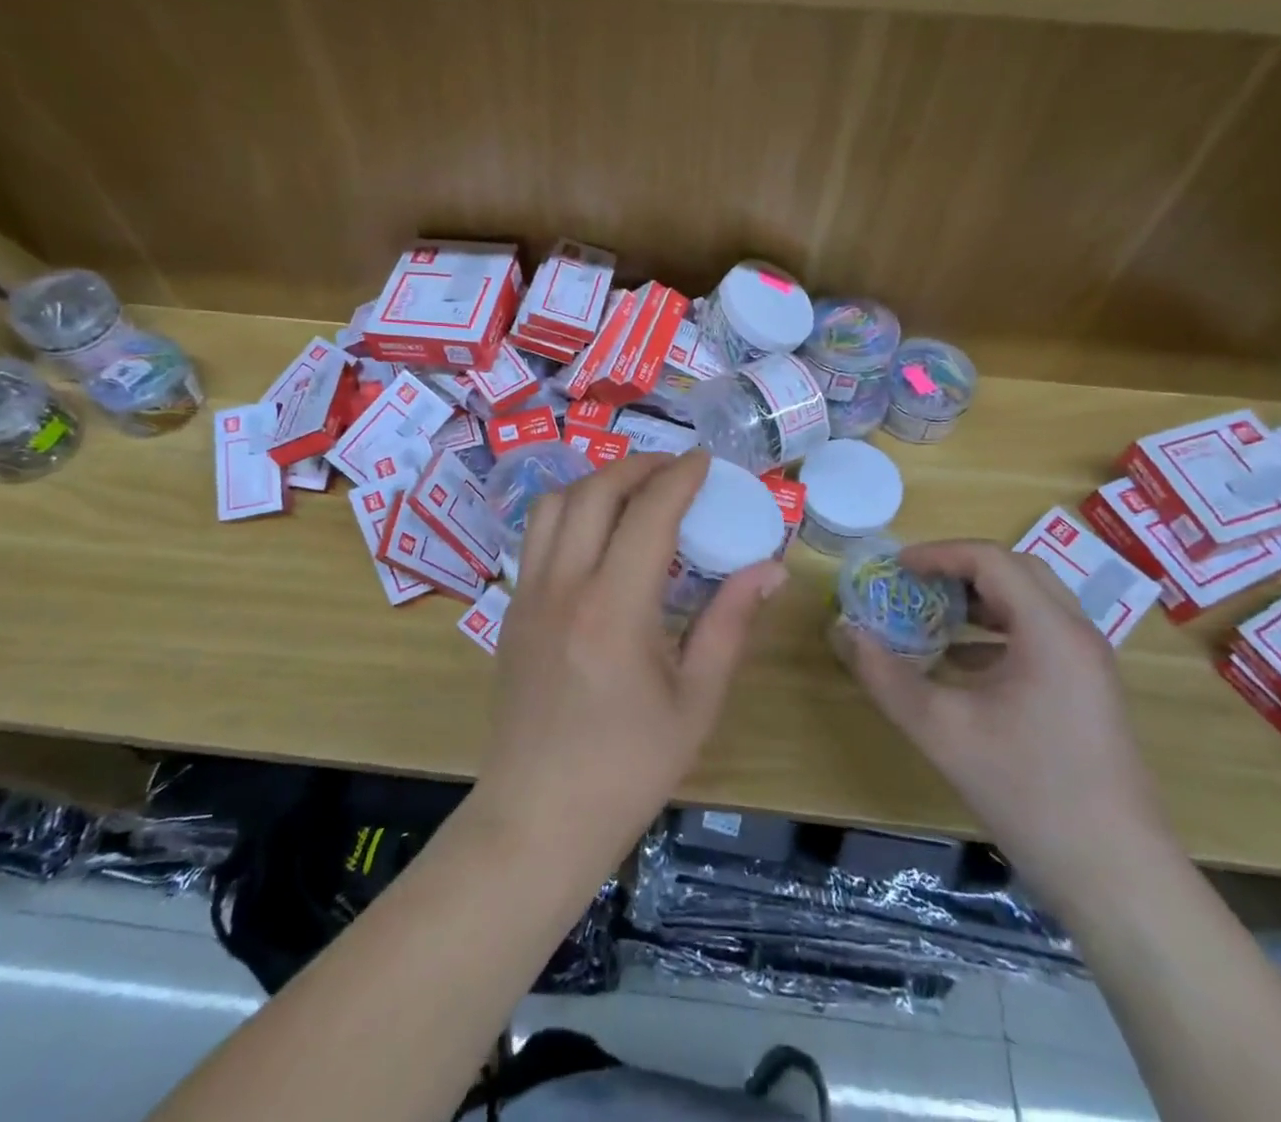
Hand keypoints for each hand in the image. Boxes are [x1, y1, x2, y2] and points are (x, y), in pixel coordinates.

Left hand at [473, 450, 787, 871]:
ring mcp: (527, 595)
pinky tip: (598, 535)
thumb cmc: (627, 770)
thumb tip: (769, 568)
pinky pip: (537, 536)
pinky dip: (570, 512)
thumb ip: (730, 624)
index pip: (648, 513)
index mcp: (614, 609)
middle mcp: (563, 587)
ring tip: (634, 492)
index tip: (705, 462)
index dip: (679, 477)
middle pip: (594, 492)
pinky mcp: (510, 610)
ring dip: (596, 483)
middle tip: (673, 471)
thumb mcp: (695, 702)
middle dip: (637, 466)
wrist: (537, 818)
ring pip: (554, 504)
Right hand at [846, 541, 1178, 917]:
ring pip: (1031, 603)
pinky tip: (959, 663)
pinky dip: (996, 632)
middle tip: (913, 582)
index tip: (895, 568)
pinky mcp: (1088, 693)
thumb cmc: (1027, 790)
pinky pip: (1039, 637)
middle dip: (960, 568)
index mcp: (1049, 631)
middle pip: (1016, 571)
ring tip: (931, 613)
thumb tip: (843, 631)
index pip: (990, 559)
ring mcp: (1088, 665)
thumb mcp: (940, 730)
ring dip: (979, 599)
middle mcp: (1076, 635)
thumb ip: (885, 675)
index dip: (938, 554)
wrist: (1116, 876)